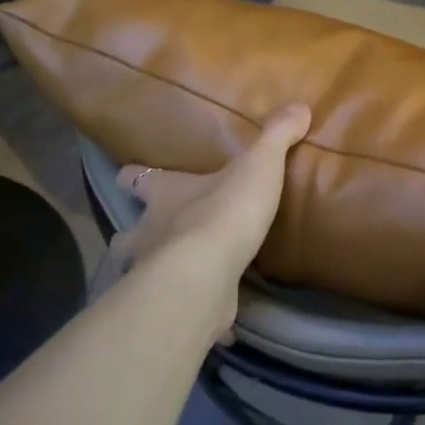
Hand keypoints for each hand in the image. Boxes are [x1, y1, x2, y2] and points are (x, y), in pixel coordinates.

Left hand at [105, 104, 311, 325]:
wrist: (207, 274)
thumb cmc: (224, 211)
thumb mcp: (259, 165)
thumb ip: (277, 136)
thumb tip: (300, 106)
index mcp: (163, 195)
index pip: (135, 179)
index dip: (133, 177)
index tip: (129, 177)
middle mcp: (149, 233)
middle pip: (125, 234)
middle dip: (133, 236)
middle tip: (153, 236)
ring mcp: (155, 275)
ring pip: (141, 274)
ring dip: (156, 275)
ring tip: (181, 276)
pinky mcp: (177, 306)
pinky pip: (185, 310)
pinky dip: (198, 314)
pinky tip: (219, 319)